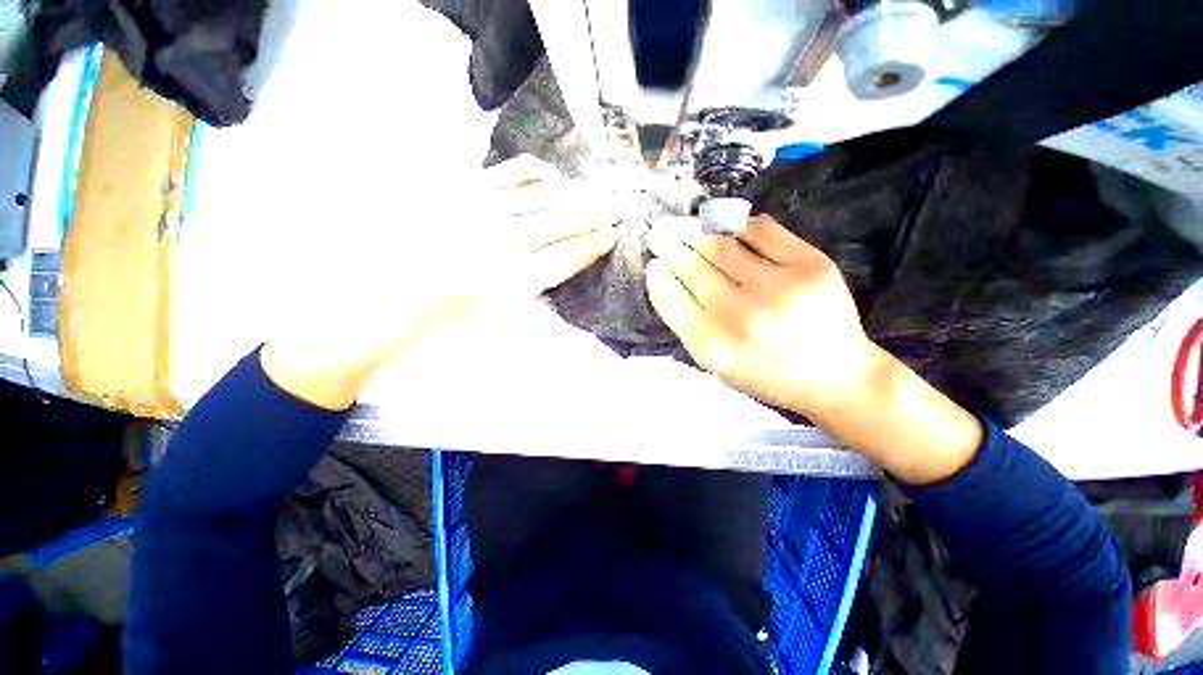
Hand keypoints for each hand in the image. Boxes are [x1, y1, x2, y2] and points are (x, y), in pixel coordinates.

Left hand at [262, 156, 617, 409]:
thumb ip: (539, 277)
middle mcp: (506, 242)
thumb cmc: (452, 310)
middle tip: (617, 206)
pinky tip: (551, 177)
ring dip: (575, 193)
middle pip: (564, 221)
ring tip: (592, 192)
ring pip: (545, 196)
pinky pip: (513, 172)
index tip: (613, 235)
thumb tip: (570, 254)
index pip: (569, 256)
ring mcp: (484, 210)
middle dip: (596, 213)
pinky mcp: (463, 187)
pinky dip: (539, 173)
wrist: (389, 293)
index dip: (594, 244)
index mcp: (516, 279)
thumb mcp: (502, 306)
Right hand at [645, 215, 876, 415]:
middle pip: (692, 266)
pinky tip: (727, 226)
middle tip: (662, 233)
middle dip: (670, 245)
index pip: (670, 297)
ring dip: (695, 230)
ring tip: (685, 225)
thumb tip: (665, 277)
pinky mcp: (809, 266)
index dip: (658, 275)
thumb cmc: (765, 373)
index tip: (655, 264)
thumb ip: (686, 324)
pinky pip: (761, 230)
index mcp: (712, 345)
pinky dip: (738, 224)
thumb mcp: (715, 363)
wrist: (835, 376)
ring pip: (721, 244)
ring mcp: (777, 288)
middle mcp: (740, 315)